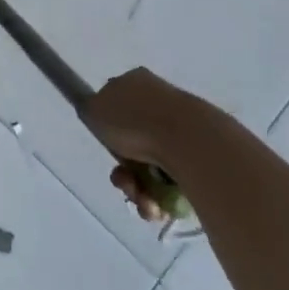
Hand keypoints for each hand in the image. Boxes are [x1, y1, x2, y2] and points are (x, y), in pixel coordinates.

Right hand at [87, 69, 192, 224]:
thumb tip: (97, 112)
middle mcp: (159, 102)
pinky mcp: (198, 157)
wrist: (186, 140)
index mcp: (136, 82)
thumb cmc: (133, 120)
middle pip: (132, 143)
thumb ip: (90, 109)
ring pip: (150, 168)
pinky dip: (161, 199)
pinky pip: (171, 183)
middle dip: (124, 172)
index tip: (108, 149)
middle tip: (124, 182)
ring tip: (144, 202)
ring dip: (139, 191)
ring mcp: (181, 129)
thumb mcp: (94, 108)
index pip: (116, 105)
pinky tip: (158, 206)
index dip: (108, 132)